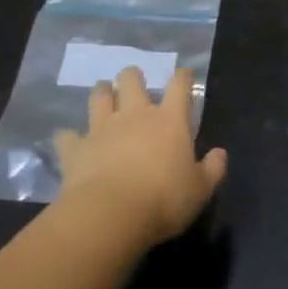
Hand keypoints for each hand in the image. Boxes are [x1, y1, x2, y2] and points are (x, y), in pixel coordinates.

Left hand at [54, 67, 226, 246]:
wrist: (110, 214)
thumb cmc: (163, 200)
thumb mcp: (200, 190)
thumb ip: (212, 169)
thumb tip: (220, 153)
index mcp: (169, 120)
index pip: (179, 86)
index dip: (183, 76)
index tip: (185, 74)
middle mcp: (135, 115)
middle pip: (132, 80)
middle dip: (133, 76)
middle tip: (134, 80)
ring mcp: (102, 128)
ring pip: (99, 97)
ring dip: (102, 93)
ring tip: (104, 93)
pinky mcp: (76, 148)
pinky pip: (67, 136)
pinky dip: (68, 137)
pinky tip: (68, 139)